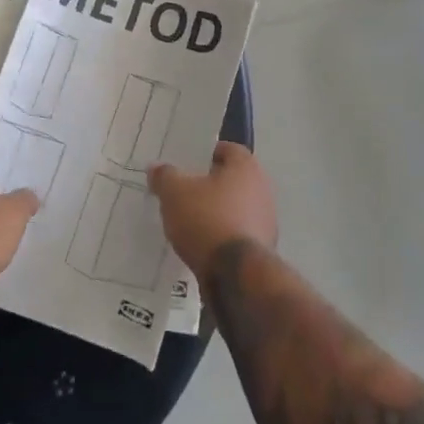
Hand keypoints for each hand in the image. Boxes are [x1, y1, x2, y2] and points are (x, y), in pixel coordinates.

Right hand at [147, 141, 276, 272]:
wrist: (235, 275)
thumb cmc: (206, 219)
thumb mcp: (174, 192)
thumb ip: (164, 176)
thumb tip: (156, 167)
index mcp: (246, 167)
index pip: (227, 149)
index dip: (204, 154)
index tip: (185, 165)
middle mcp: (262, 189)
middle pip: (232, 179)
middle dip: (208, 185)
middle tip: (182, 191)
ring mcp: (266, 221)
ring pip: (235, 208)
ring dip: (216, 212)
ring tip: (188, 221)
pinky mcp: (262, 249)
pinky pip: (237, 233)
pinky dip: (221, 235)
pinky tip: (201, 244)